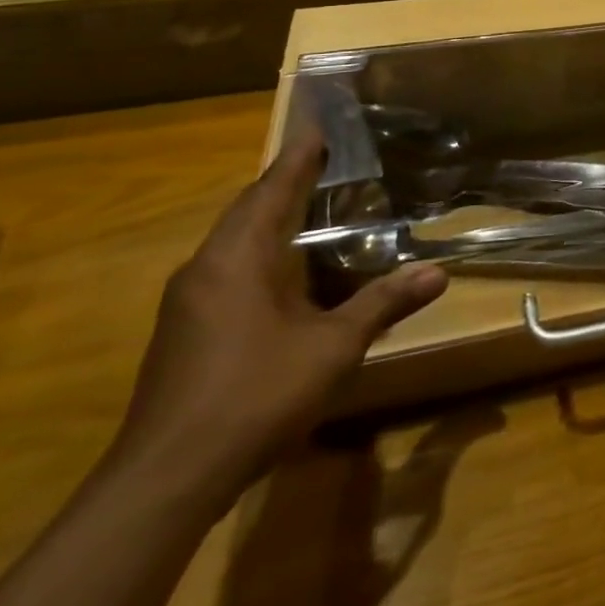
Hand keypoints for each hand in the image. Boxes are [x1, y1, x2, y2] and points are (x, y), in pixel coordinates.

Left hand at [109, 133, 447, 510]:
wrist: (165, 480)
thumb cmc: (253, 395)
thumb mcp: (333, 348)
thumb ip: (384, 303)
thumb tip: (439, 272)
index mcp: (238, 257)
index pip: (273, 187)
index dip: (299, 156)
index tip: (318, 124)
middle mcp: (206, 267)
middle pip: (248, 208)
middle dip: (285, 183)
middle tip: (326, 162)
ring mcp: (187, 301)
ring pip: (233, 241)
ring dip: (270, 218)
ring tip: (312, 208)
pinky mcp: (182, 331)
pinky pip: (226, 269)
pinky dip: (259, 252)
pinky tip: (284, 272)